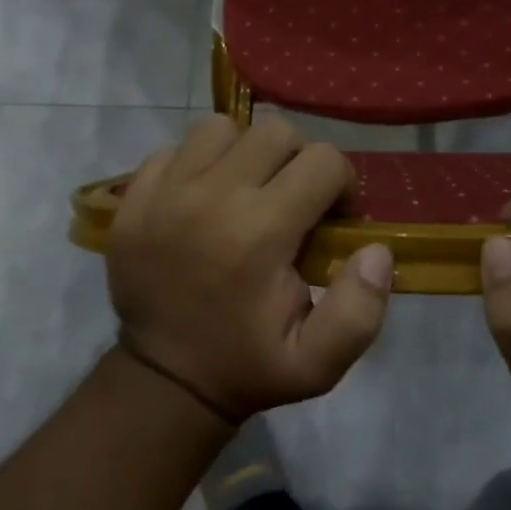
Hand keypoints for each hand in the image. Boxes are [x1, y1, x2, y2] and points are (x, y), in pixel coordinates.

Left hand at [107, 114, 393, 420]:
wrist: (163, 380)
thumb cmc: (247, 366)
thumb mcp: (318, 364)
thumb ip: (359, 310)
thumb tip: (376, 250)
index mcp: (260, 233)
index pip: (323, 161)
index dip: (341, 185)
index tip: (332, 218)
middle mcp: (211, 197)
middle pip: (275, 132)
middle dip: (297, 161)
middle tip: (291, 202)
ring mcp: (165, 192)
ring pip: (221, 129)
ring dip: (244, 153)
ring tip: (245, 192)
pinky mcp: (134, 197)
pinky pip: (174, 149)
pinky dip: (195, 165)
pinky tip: (201, 200)